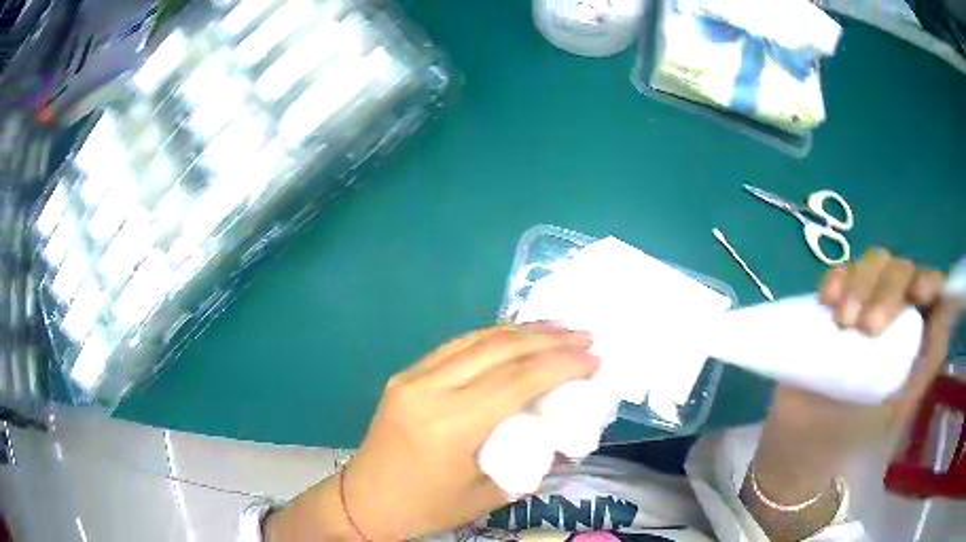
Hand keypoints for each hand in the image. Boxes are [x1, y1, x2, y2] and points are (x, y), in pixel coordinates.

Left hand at [270, 324, 597, 540]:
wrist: (364, 501)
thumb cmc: (426, 507)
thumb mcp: (487, 496)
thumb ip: (531, 464)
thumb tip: (566, 436)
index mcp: (450, 425)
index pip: (517, 380)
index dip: (561, 364)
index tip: (594, 359)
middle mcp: (430, 390)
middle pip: (499, 350)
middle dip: (549, 339)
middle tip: (585, 336)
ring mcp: (412, 377)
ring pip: (476, 340)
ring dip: (522, 331)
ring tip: (558, 328)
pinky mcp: (405, 375)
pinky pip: (455, 347)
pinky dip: (492, 337)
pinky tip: (515, 337)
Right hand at [760, 248, 961, 474]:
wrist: (806, 441)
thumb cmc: (855, 436)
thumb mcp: (898, 410)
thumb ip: (924, 368)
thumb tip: (943, 317)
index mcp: (917, 338)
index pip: (933, 291)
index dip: (929, 281)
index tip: (916, 295)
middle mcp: (898, 313)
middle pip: (902, 270)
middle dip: (887, 290)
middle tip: (865, 327)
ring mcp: (866, 303)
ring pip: (874, 263)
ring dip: (859, 284)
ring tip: (842, 321)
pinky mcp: (837, 304)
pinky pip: (840, 272)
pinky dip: (835, 278)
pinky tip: (827, 300)